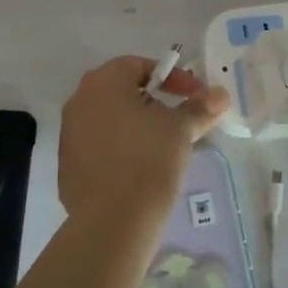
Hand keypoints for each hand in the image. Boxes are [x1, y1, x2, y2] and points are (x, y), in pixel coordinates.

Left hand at [57, 56, 227, 240]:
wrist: (112, 221)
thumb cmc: (149, 160)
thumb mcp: (181, 129)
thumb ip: (200, 107)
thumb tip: (220, 94)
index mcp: (104, 82)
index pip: (140, 65)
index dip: (173, 78)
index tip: (195, 97)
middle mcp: (79, 100)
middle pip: (122, 90)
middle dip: (154, 101)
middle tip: (179, 119)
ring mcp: (69, 133)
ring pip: (109, 118)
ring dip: (136, 125)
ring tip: (162, 145)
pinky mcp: (67, 163)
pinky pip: (98, 144)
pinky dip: (120, 147)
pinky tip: (139, 168)